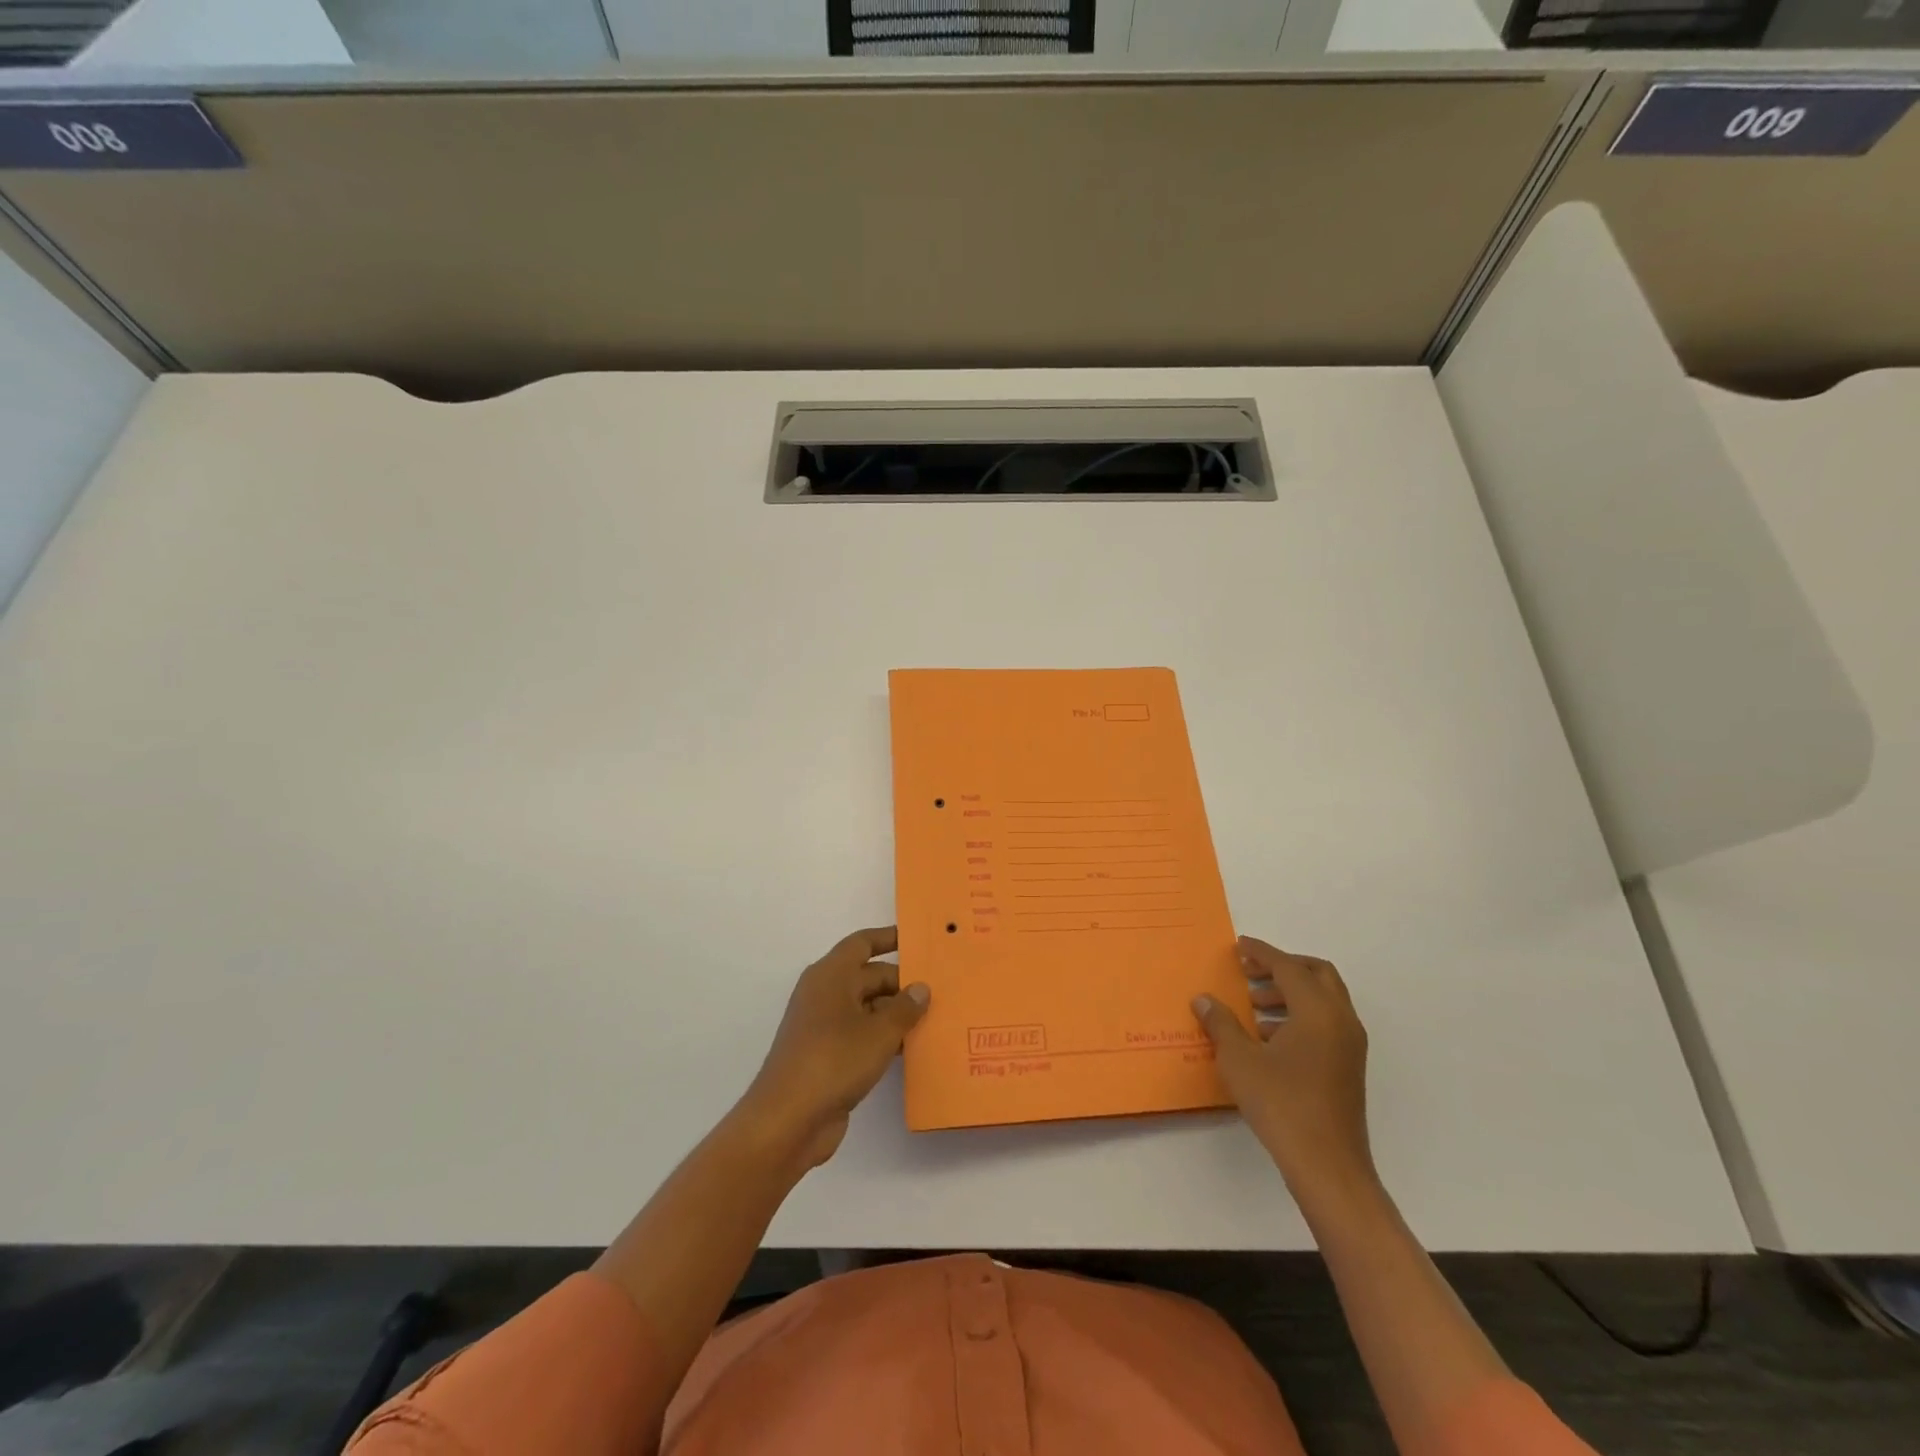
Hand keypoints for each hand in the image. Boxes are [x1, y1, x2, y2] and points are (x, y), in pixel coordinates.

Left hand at [738, 927, 929, 1169]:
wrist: (788, 1120)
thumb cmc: (834, 1060)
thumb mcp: (879, 1032)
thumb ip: (905, 1007)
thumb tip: (921, 987)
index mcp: (831, 975)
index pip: (862, 943)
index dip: (889, 938)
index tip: (918, 939)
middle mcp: (825, 994)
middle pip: (868, 976)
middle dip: (902, 982)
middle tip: (942, 989)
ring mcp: (824, 1026)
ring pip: (867, 1008)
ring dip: (896, 1013)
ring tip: (936, 1017)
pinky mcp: (827, 1056)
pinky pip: (862, 1035)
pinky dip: (885, 1037)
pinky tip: (913, 1048)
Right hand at [1193, 936, 1376, 1211]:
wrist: (1327, 1166)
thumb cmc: (1281, 1104)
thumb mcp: (1239, 1060)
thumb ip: (1221, 1023)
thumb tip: (1204, 999)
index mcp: (1318, 1011)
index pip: (1288, 967)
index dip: (1262, 953)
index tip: (1239, 945)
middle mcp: (1341, 1020)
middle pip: (1317, 974)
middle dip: (1283, 967)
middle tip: (1251, 972)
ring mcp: (1350, 1045)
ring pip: (1324, 1000)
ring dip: (1290, 993)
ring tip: (1253, 1007)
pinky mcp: (1349, 1067)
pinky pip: (1326, 1023)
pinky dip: (1300, 1016)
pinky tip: (1268, 1038)